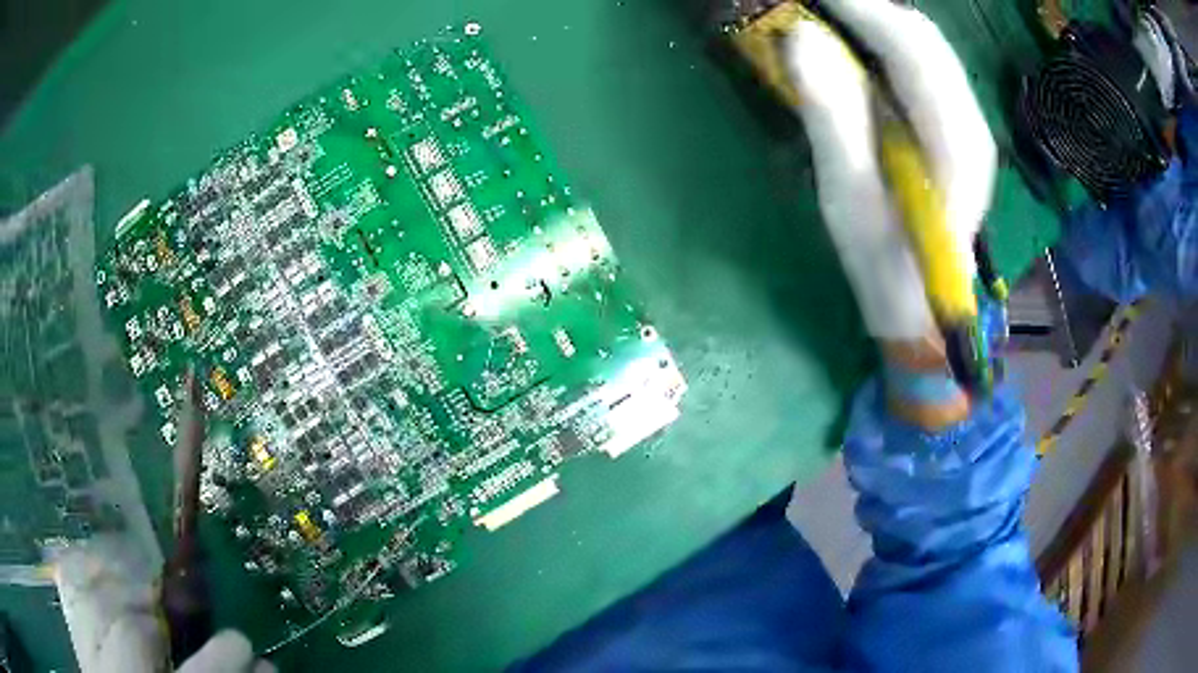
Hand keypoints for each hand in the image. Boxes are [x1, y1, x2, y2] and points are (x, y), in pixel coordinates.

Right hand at [779, 0, 996, 427]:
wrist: (925, 308)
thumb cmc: (886, 265)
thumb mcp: (849, 200)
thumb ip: (832, 117)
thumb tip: (802, 38)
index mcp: (953, 143)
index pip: (911, 48)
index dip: (861, 6)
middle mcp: (969, 123)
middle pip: (923, 38)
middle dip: (868, 7)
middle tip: (817, 4)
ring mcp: (966, 125)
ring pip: (925, 47)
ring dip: (876, 20)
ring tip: (830, 14)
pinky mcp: (954, 129)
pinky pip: (922, 67)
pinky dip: (886, 42)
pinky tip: (856, 42)